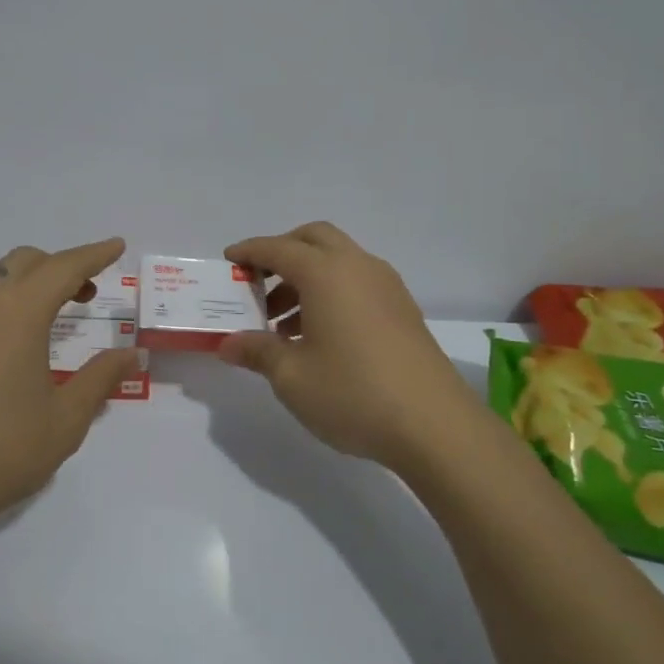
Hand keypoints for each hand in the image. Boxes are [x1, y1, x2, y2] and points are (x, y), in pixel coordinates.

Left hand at [0, 237, 139, 531]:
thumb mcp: (65, 420)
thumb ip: (100, 379)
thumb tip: (131, 354)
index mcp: (20, 312)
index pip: (65, 267)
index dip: (94, 254)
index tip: (116, 246)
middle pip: (24, 261)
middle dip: (58, 268)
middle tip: (82, 294)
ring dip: (16, 279)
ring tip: (32, 311)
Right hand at [220, 223, 487, 474]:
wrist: (434, 425)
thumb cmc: (352, 393)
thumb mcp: (291, 376)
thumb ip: (257, 351)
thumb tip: (228, 343)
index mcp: (326, 273)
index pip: (278, 249)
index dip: (249, 252)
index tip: (229, 261)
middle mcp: (358, 267)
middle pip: (314, 239)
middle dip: (282, 252)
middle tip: (258, 283)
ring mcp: (386, 286)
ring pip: (338, 261)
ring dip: (307, 277)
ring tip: (282, 324)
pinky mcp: (403, 309)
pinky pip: (357, 282)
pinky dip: (332, 292)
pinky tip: (319, 335)